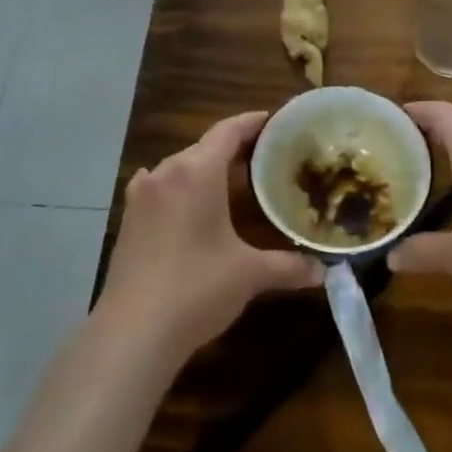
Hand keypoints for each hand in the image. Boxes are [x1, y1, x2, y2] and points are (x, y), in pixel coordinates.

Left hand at [96, 111, 322, 360]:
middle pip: (202, 148)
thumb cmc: (197, 289)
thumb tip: (323, 271)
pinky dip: (177, 189)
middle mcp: (165, 174)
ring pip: (177, 168)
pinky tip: (183, 202)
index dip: (251, 123)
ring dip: (202, 169)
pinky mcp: (128, 221)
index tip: (273, 120)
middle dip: (231, 149)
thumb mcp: (250, 274)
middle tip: (263, 157)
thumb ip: (289, 266)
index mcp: (196, 173)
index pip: (227, 132)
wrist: (133, 331)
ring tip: (229, 181)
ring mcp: (141, 197)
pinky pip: (157, 189)